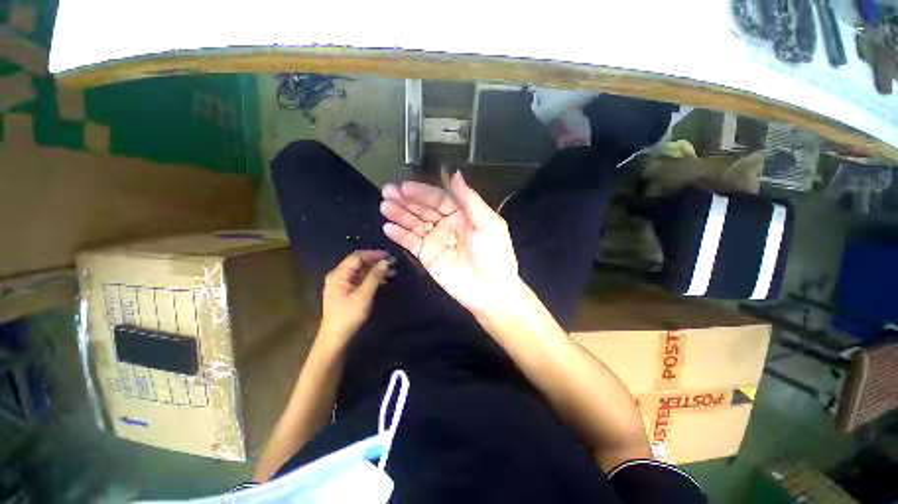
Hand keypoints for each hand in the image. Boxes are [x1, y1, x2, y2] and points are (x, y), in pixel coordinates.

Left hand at [320, 250, 393, 347]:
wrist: (336, 337)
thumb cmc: (348, 315)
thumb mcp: (364, 295)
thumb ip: (374, 277)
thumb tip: (385, 262)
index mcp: (339, 274)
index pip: (357, 257)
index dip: (373, 254)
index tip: (389, 256)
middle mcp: (339, 275)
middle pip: (359, 262)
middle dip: (376, 261)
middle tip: (393, 263)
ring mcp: (343, 283)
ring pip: (362, 271)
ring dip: (376, 270)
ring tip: (393, 271)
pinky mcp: (347, 290)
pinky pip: (361, 279)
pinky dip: (373, 278)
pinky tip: (385, 280)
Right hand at [380, 172, 517, 313]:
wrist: (490, 290)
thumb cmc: (493, 254)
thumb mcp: (488, 223)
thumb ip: (469, 199)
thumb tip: (456, 174)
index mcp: (463, 215)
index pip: (439, 199)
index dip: (423, 192)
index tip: (405, 187)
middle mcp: (447, 225)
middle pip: (424, 209)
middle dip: (406, 200)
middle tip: (387, 191)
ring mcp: (436, 241)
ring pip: (414, 224)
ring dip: (399, 214)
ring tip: (384, 206)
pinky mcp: (427, 256)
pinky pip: (411, 243)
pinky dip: (400, 235)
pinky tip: (388, 227)